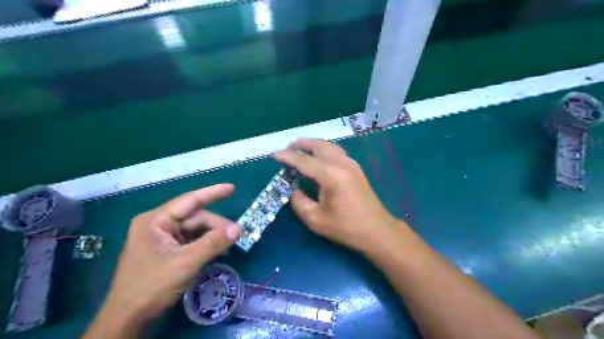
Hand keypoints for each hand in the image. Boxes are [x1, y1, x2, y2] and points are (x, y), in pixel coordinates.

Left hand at [104, 185, 239, 319]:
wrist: (128, 318)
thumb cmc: (152, 286)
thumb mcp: (186, 263)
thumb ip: (212, 243)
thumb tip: (237, 230)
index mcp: (155, 221)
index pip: (189, 201)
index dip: (212, 193)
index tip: (232, 188)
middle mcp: (158, 225)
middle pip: (195, 218)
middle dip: (216, 225)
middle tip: (236, 235)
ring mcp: (161, 238)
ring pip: (195, 230)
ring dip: (212, 236)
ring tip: (229, 245)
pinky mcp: (166, 250)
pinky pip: (191, 241)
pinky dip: (205, 245)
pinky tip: (218, 251)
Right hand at [276, 140, 401, 252]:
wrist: (377, 230)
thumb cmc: (346, 227)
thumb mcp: (315, 219)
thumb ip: (299, 201)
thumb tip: (294, 189)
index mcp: (331, 175)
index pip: (304, 160)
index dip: (287, 156)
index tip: (273, 155)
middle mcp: (341, 163)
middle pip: (318, 145)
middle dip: (301, 144)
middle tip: (287, 149)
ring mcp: (351, 164)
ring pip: (329, 146)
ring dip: (313, 145)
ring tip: (300, 150)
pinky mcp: (356, 169)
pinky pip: (336, 151)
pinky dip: (323, 150)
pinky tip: (318, 158)